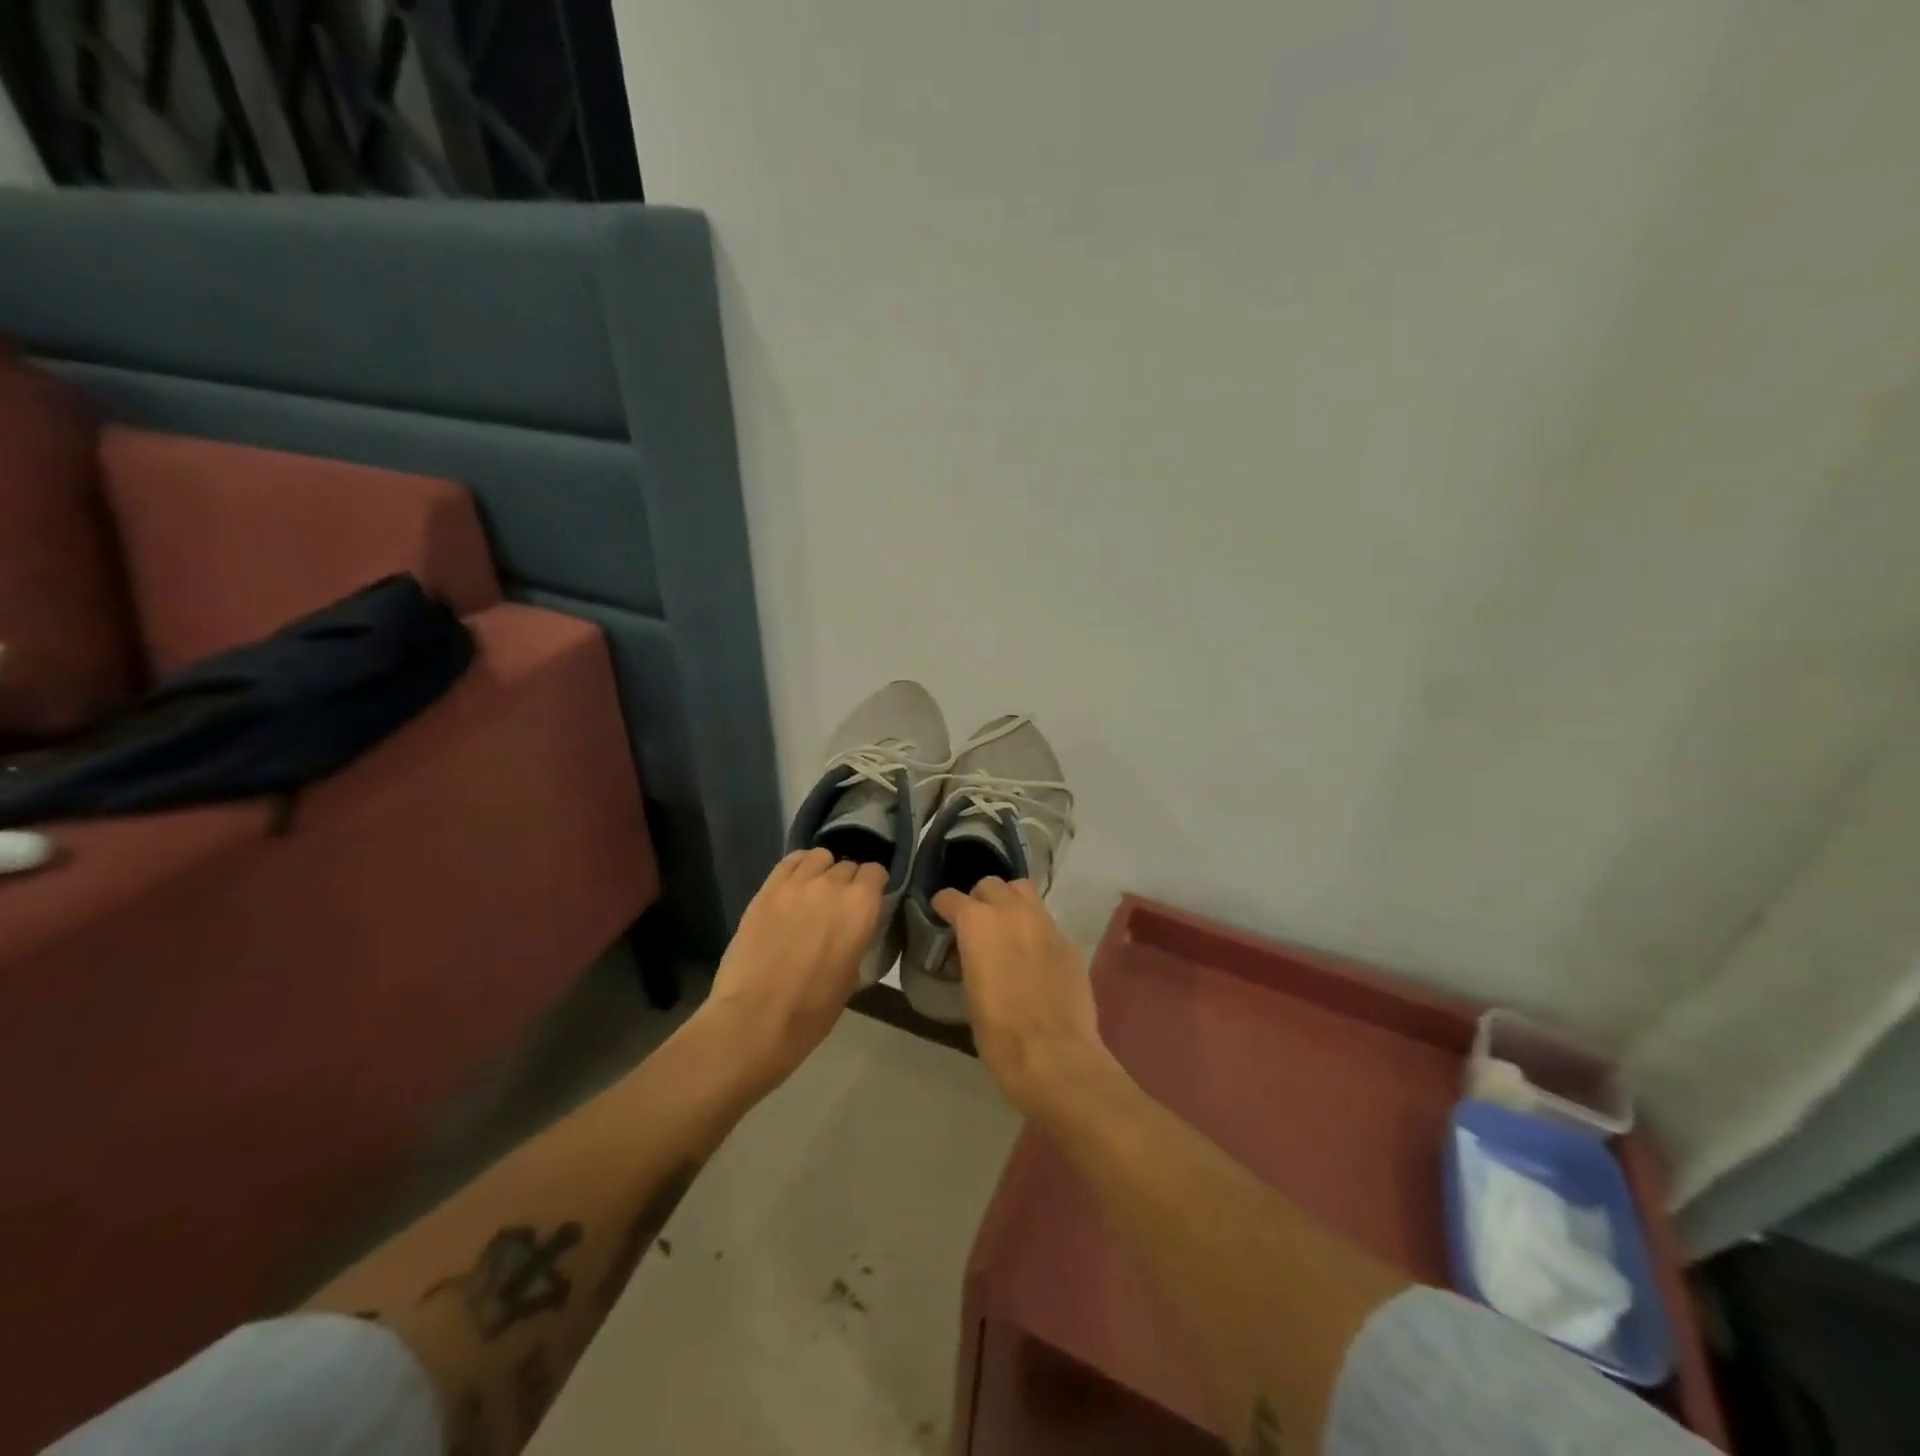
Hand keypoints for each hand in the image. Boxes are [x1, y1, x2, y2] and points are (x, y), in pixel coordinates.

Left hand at [702, 848, 886, 1091]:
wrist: (755, 1020)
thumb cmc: (812, 1011)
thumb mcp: (852, 977)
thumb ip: (857, 939)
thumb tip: (853, 930)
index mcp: (861, 907)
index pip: (876, 873)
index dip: (873, 887)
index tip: (868, 903)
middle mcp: (833, 885)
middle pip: (848, 866)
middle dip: (848, 882)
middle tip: (838, 906)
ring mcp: (797, 883)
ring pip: (819, 857)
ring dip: (822, 871)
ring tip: (815, 892)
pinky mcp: (767, 889)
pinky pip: (789, 862)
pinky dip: (797, 868)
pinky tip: (794, 887)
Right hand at [932, 877, 1121, 1119]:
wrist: (1055, 1056)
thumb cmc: (999, 1034)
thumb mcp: (969, 993)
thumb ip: (968, 959)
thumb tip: (968, 953)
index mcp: (977, 923)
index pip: (951, 897)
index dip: (943, 907)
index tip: (941, 919)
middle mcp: (1011, 911)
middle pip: (991, 885)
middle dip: (979, 899)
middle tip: (976, 925)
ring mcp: (1045, 923)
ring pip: (1023, 891)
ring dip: (1010, 902)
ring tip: (1006, 928)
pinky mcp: (1068, 941)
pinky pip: (1045, 921)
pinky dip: (1034, 928)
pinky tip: (1033, 955)